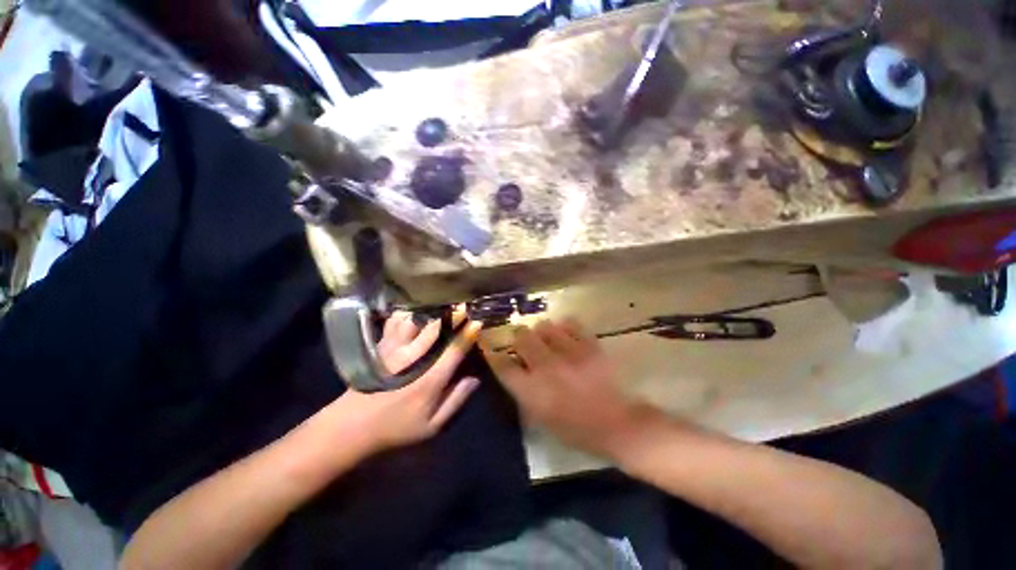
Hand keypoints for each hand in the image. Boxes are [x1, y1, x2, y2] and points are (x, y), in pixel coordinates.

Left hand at [322, 310, 482, 459]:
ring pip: (415, 320)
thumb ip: (455, 401)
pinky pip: (396, 321)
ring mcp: (394, 348)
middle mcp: (412, 358)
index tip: (479, 320)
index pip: (453, 350)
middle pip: (436, 328)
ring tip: (444, 305)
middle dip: (454, 314)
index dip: (468, 333)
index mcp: (429, 379)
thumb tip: (474, 379)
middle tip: (466, 305)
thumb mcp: (431, 426)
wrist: (351, 426)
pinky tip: (416, 311)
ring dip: (432, 311)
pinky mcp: (381, 345)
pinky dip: (408, 313)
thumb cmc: (396, 427)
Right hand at [484, 319, 654, 458]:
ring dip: (542, 331)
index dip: (492, 351)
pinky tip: (566, 334)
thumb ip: (523, 392)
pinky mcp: (589, 346)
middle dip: (519, 337)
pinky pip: (570, 324)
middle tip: (525, 341)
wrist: (616, 425)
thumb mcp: (541, 418)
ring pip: (544, 326)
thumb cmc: (575, 429)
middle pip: (522, 337)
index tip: (488, 343)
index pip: (502, 365)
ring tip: (548, 338)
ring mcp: (569, 354)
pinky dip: (565, 327)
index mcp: (532, 391)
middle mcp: (546, 368)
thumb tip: (513, 367)